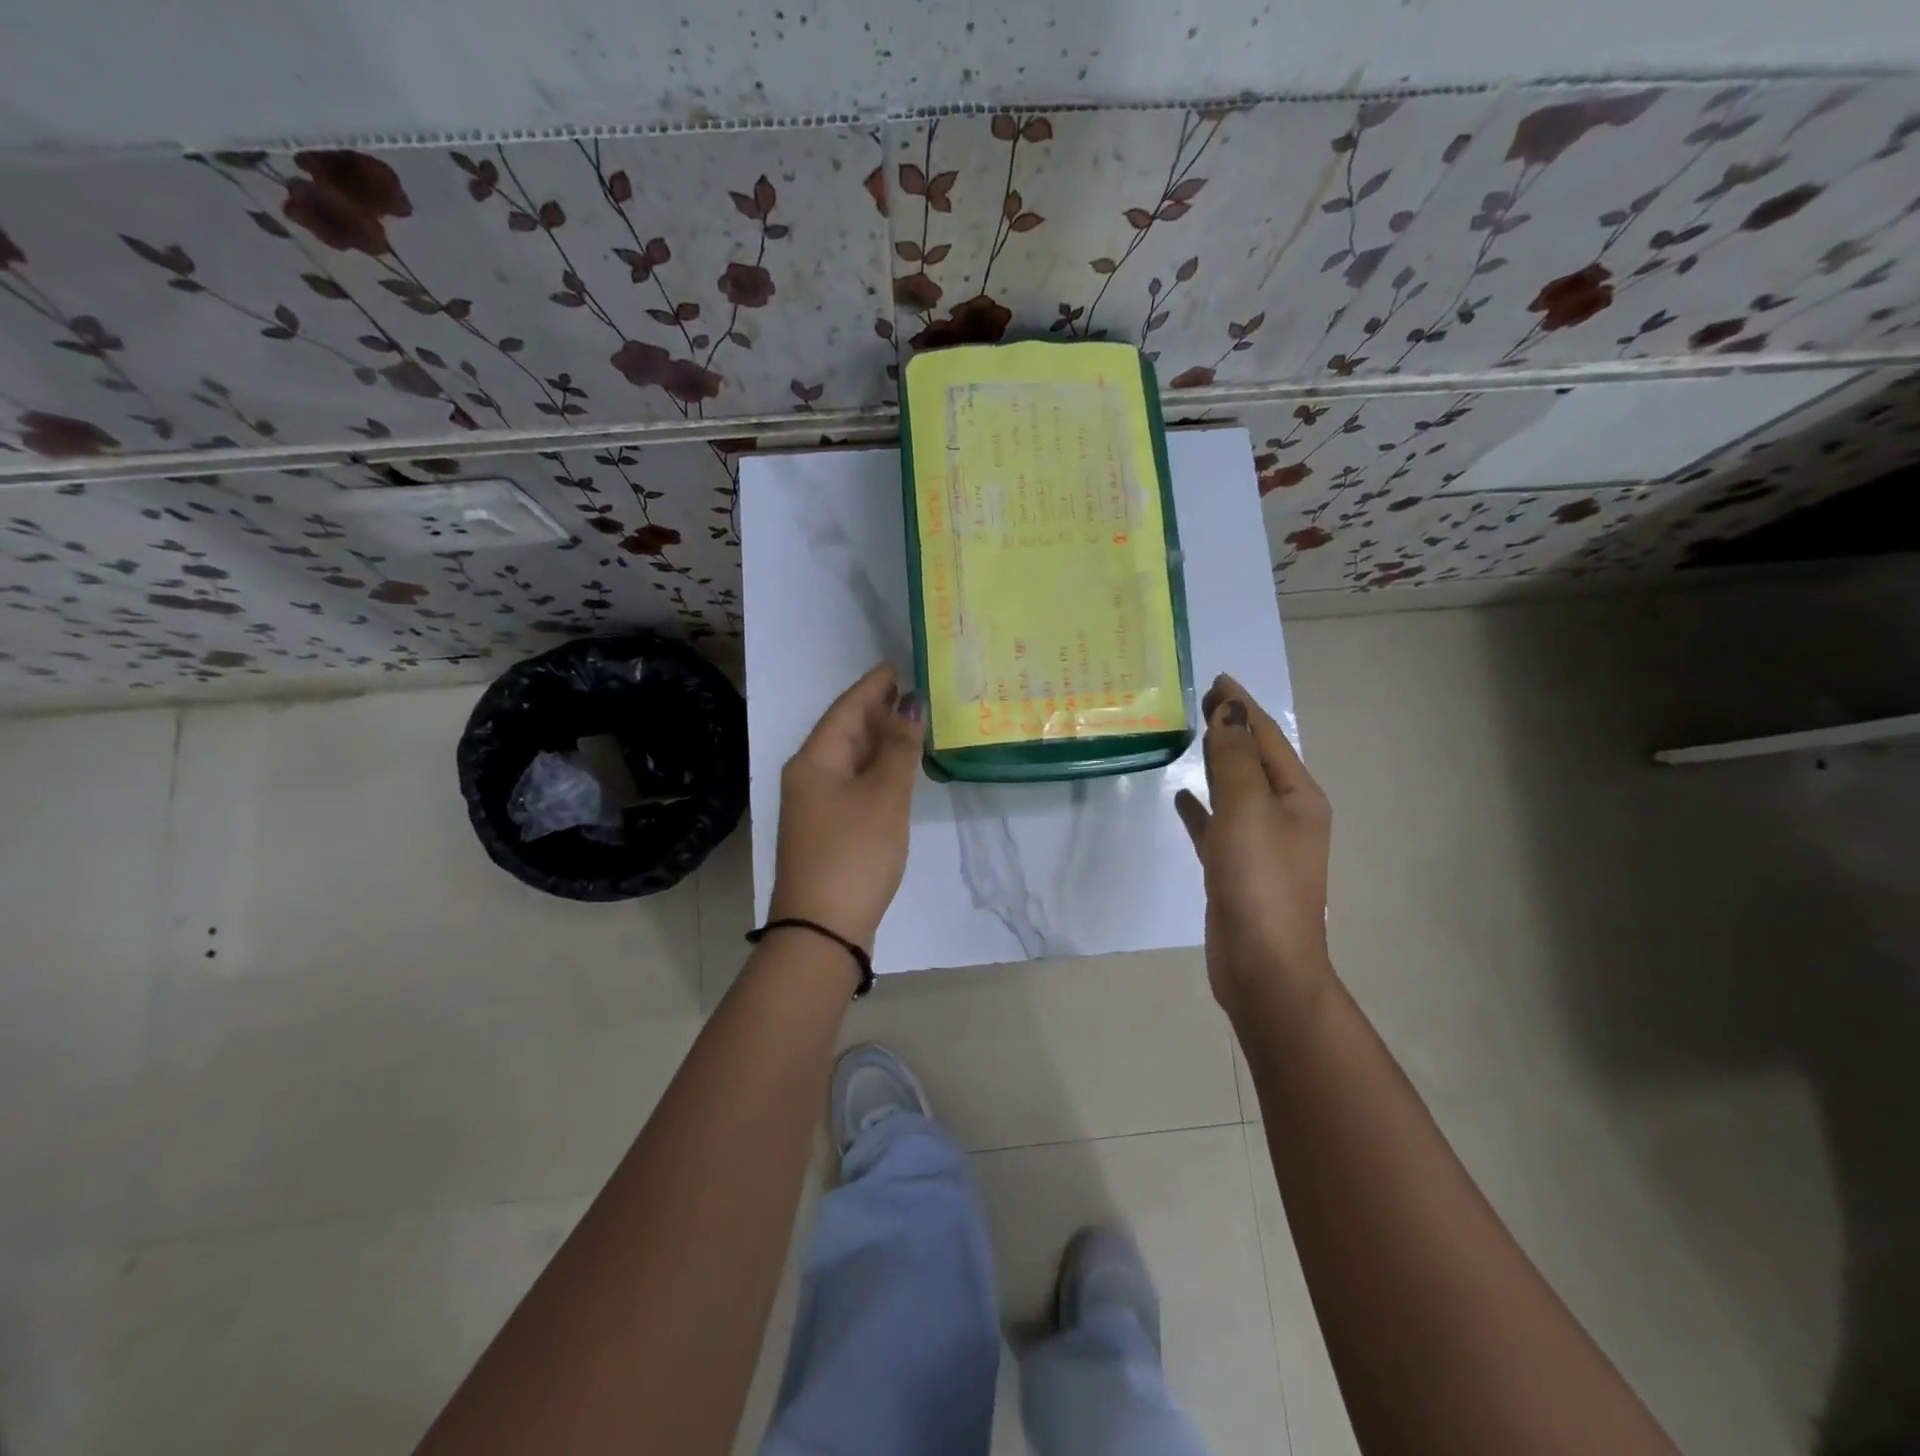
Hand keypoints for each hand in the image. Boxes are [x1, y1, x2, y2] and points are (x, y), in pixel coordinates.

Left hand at [768, 663, 923, 951]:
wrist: (822, 929)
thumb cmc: (853, 852)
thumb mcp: (883, 796)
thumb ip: (899, 749)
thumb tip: (910, 703)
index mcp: (814, 760)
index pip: (846, 708)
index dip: (873, 686)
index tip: (898, 666)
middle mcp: (809, 776)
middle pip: (845, 732)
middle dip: (878, 711)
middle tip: (915, 692)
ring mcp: (816, 805)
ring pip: (851, 759)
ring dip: (880, 741)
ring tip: (913, 722)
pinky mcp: (828, 829)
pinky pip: (854, 783)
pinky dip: (877, 769)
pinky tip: (898, 769)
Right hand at [1175, 674, 1332, 1015]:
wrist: (1263, 965)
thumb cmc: (1259, 880)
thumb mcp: (1247, 808)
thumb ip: (1234, 758)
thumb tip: (1229, 709)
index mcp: (1297, 796)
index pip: (1267, 737)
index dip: (1242, 706)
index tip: (1215, 679)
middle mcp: (1285, 815)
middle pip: (1254, 759)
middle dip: (1231, 728)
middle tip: (1200, 700)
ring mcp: (1261, 844)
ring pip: (1236, 790)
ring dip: (1216, 763)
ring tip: (1191, 738)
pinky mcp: (1236, 868)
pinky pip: (1218, 824)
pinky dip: (1202, 807)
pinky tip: (1182, 797)